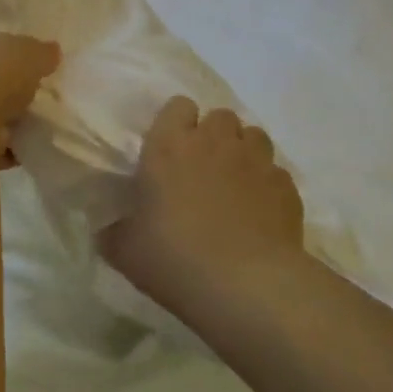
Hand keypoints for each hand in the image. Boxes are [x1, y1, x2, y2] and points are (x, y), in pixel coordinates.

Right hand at [103, 96, 304, 318]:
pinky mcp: (286, 186)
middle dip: (213, 135)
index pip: (177, 106)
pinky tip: (260, 210)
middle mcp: (214, 142)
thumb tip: (106, 230)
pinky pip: (276, 171)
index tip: (170, 149)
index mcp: (169, 146)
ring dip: (243, 151)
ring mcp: (255, 161)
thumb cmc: (174, 259)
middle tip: (203, 167)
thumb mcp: (125, 251)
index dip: (176, 123)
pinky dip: (267, 183)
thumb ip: (113, 232)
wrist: (246, 286)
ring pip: (254, 135)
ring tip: (235, 181)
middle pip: (220, 116)